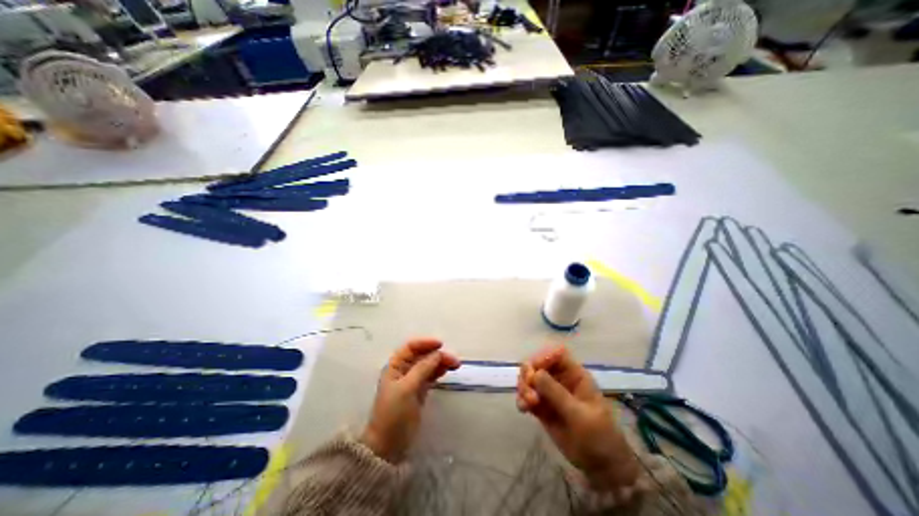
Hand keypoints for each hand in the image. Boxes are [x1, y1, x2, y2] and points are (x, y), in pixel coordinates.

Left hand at [359, 339, 459, 462]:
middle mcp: (404, 370)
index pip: (411, 347)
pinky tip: (447, 371)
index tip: (441, 344)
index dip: (425, 343)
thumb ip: (422, 369)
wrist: (388, 445)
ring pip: (428, 365)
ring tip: (455, 365)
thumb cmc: (393, 413)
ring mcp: (412, 380)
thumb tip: (438, 353)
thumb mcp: (407, 388)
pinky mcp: (419, 391)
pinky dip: (438, 371)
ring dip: (440, 362)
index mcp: (395, 366)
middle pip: (422, 355)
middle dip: (437, 354)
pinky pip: (430, 375)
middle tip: (454, 360)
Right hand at [517, 346, 641, 491]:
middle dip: (528, 373)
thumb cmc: (599, 436)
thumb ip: (557, 393)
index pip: (557, 354)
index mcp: (575, 375)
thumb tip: (535, 373)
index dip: (544, 357)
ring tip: (527, 404)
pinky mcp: (542, 407)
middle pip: (538, 364)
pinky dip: (522, 399)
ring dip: (524, 387)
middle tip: (528, 389)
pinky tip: (523, 409)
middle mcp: (560, 379)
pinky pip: (527, 396)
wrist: (602, 467)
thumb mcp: (580, 414)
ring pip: (530, 379)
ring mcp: (550, 393)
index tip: (534, 370)